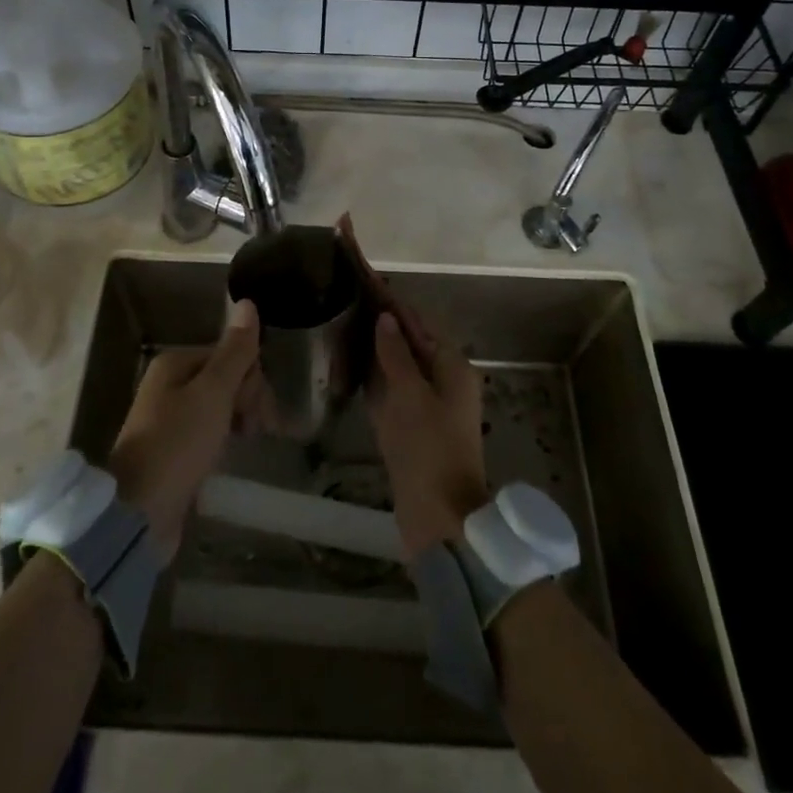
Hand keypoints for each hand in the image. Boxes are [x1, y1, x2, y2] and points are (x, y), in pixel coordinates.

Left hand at [107, 299, 262, 557]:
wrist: (138, 514)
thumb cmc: (178, 445)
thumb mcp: (213, 393)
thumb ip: (234, 351)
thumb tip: (248, 303)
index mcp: (175, 363)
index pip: (229, 354)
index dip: (251, 380)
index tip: (261, 412)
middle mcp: (168, 385)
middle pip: (224, 378)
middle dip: (248, 400)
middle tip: (257, 431)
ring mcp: (168, 419)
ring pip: (219, 407)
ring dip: (239, 420)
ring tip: (248, 445)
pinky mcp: (172, 452)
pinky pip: (208, 433)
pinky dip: (223, 440)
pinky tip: (230, 457)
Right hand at [367, 309, 488, 558]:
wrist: (440, 520)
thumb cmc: (429, 450)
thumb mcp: (410, 396)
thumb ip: (396, 354)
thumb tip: (385, 317)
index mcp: (451, 366)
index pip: (416, 320)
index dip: (389, 297)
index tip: (364, 273)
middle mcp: (441, 379)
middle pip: (407, 339)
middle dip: (379, 317)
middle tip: (346, 292)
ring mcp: (425, 404)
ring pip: (396, 363)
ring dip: (373, 343)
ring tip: (342, 318)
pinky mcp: (410, 426)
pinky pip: (389, 389)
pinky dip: (371, 373)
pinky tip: (348, 361)